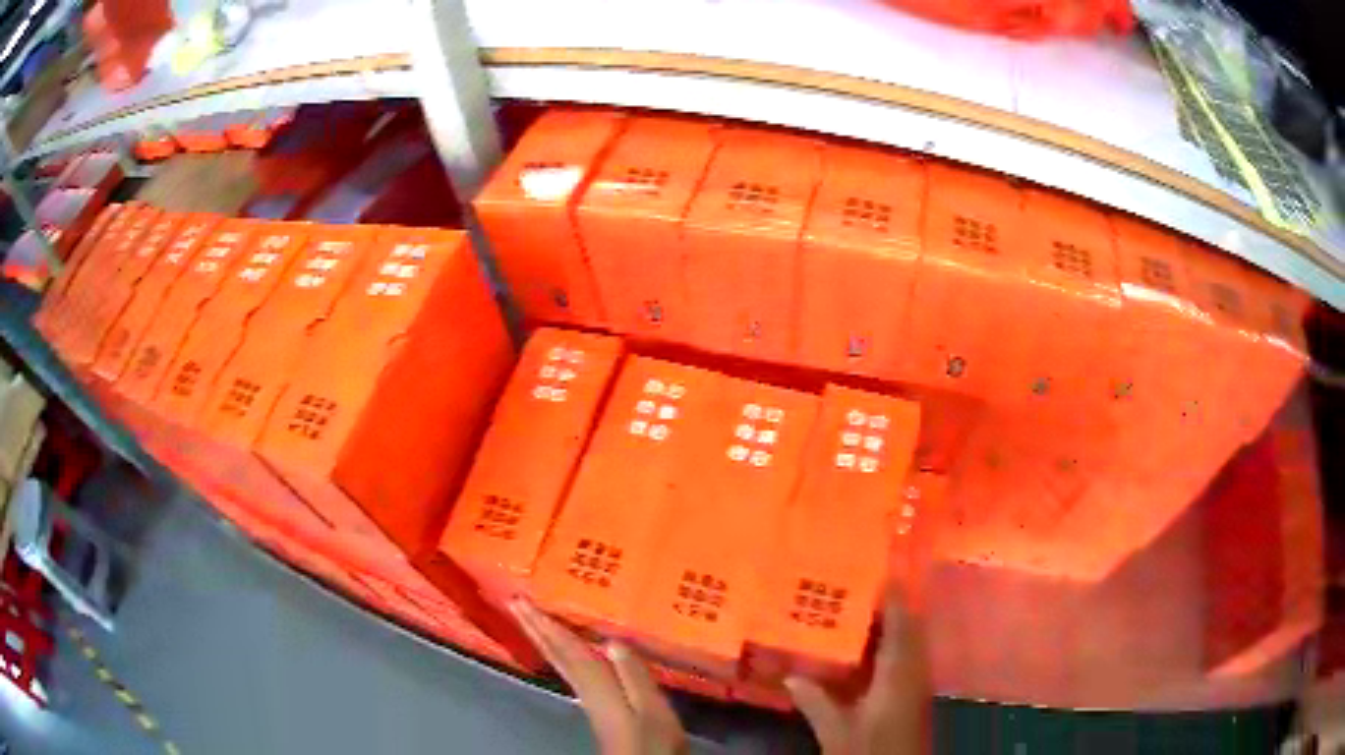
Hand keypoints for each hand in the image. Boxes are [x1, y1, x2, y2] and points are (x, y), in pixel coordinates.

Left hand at [510, 599, 687, 754]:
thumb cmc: (651, 739)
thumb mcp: (651, 707)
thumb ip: (633, 675)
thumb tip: (611, 640)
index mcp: (596, 685)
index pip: (567, 648)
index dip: (546, 623)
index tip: (523, 600)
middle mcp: (585, 688)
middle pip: (554, 653)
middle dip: (534, 627)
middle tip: (514, 602)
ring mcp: (588, 699)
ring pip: (558, 661)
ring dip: (543, 639)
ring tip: (532, 620)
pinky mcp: (595, 706)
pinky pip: (569, 669)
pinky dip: (560, 654)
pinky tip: (565, 653)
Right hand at [785, 592, 929, 754]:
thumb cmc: (872, 750)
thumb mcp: (837, 730)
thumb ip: (816, 701)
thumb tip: (790, 675)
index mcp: (899, 671)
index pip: (901, 621)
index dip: (891, 594)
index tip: (871, 568)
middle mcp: (913, 670)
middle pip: (906, 626)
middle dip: (884, 605)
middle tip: (851, 587)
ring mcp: (914, 682)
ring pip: (904, 642)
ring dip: (884, 625)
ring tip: (851, 611)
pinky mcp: (910, 695)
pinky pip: (900, 658)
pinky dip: (884, 647)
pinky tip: (859, 652)